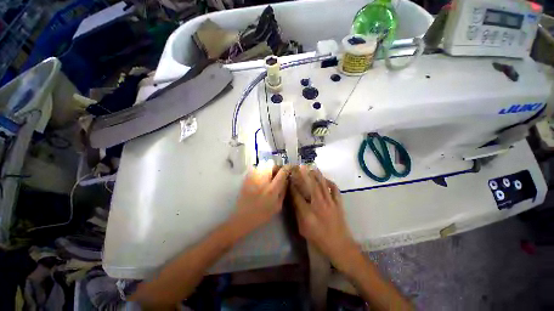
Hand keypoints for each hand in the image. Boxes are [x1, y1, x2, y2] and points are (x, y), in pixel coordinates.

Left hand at [231, 164, 290, 235]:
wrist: (242, 217)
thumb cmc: (262, 214)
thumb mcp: (277, 206)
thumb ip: (283, 191)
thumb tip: (286, 180)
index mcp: (272, 189)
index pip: (282, 172)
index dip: (288, 167)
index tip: (290, 166)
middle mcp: (263, 181)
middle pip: (271, 164)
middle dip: (276, 167)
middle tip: (277, 173)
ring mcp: (253, 178)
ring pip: (263, 164)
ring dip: (268, 168)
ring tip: (268, 175)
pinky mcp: (246, 178)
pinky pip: (255, 168)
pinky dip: (260, 170)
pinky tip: (260, 178)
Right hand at [290, 166, 357, 270]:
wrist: (339, 246)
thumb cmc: (319, 239)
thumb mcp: (303, 229)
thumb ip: (298, 214)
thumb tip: (294, 200)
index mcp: (308, 213)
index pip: (297, 195)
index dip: (292, 186)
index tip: (289, 178)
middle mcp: (319, 205)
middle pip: (311, 186)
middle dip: (305, 174)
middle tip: (300, 166)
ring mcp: (330, 203)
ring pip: (323, 185)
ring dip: (317, 175)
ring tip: (312, 167)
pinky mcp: (338, 203)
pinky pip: (335, 190)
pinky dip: (330, 183)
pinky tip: (326, 179)